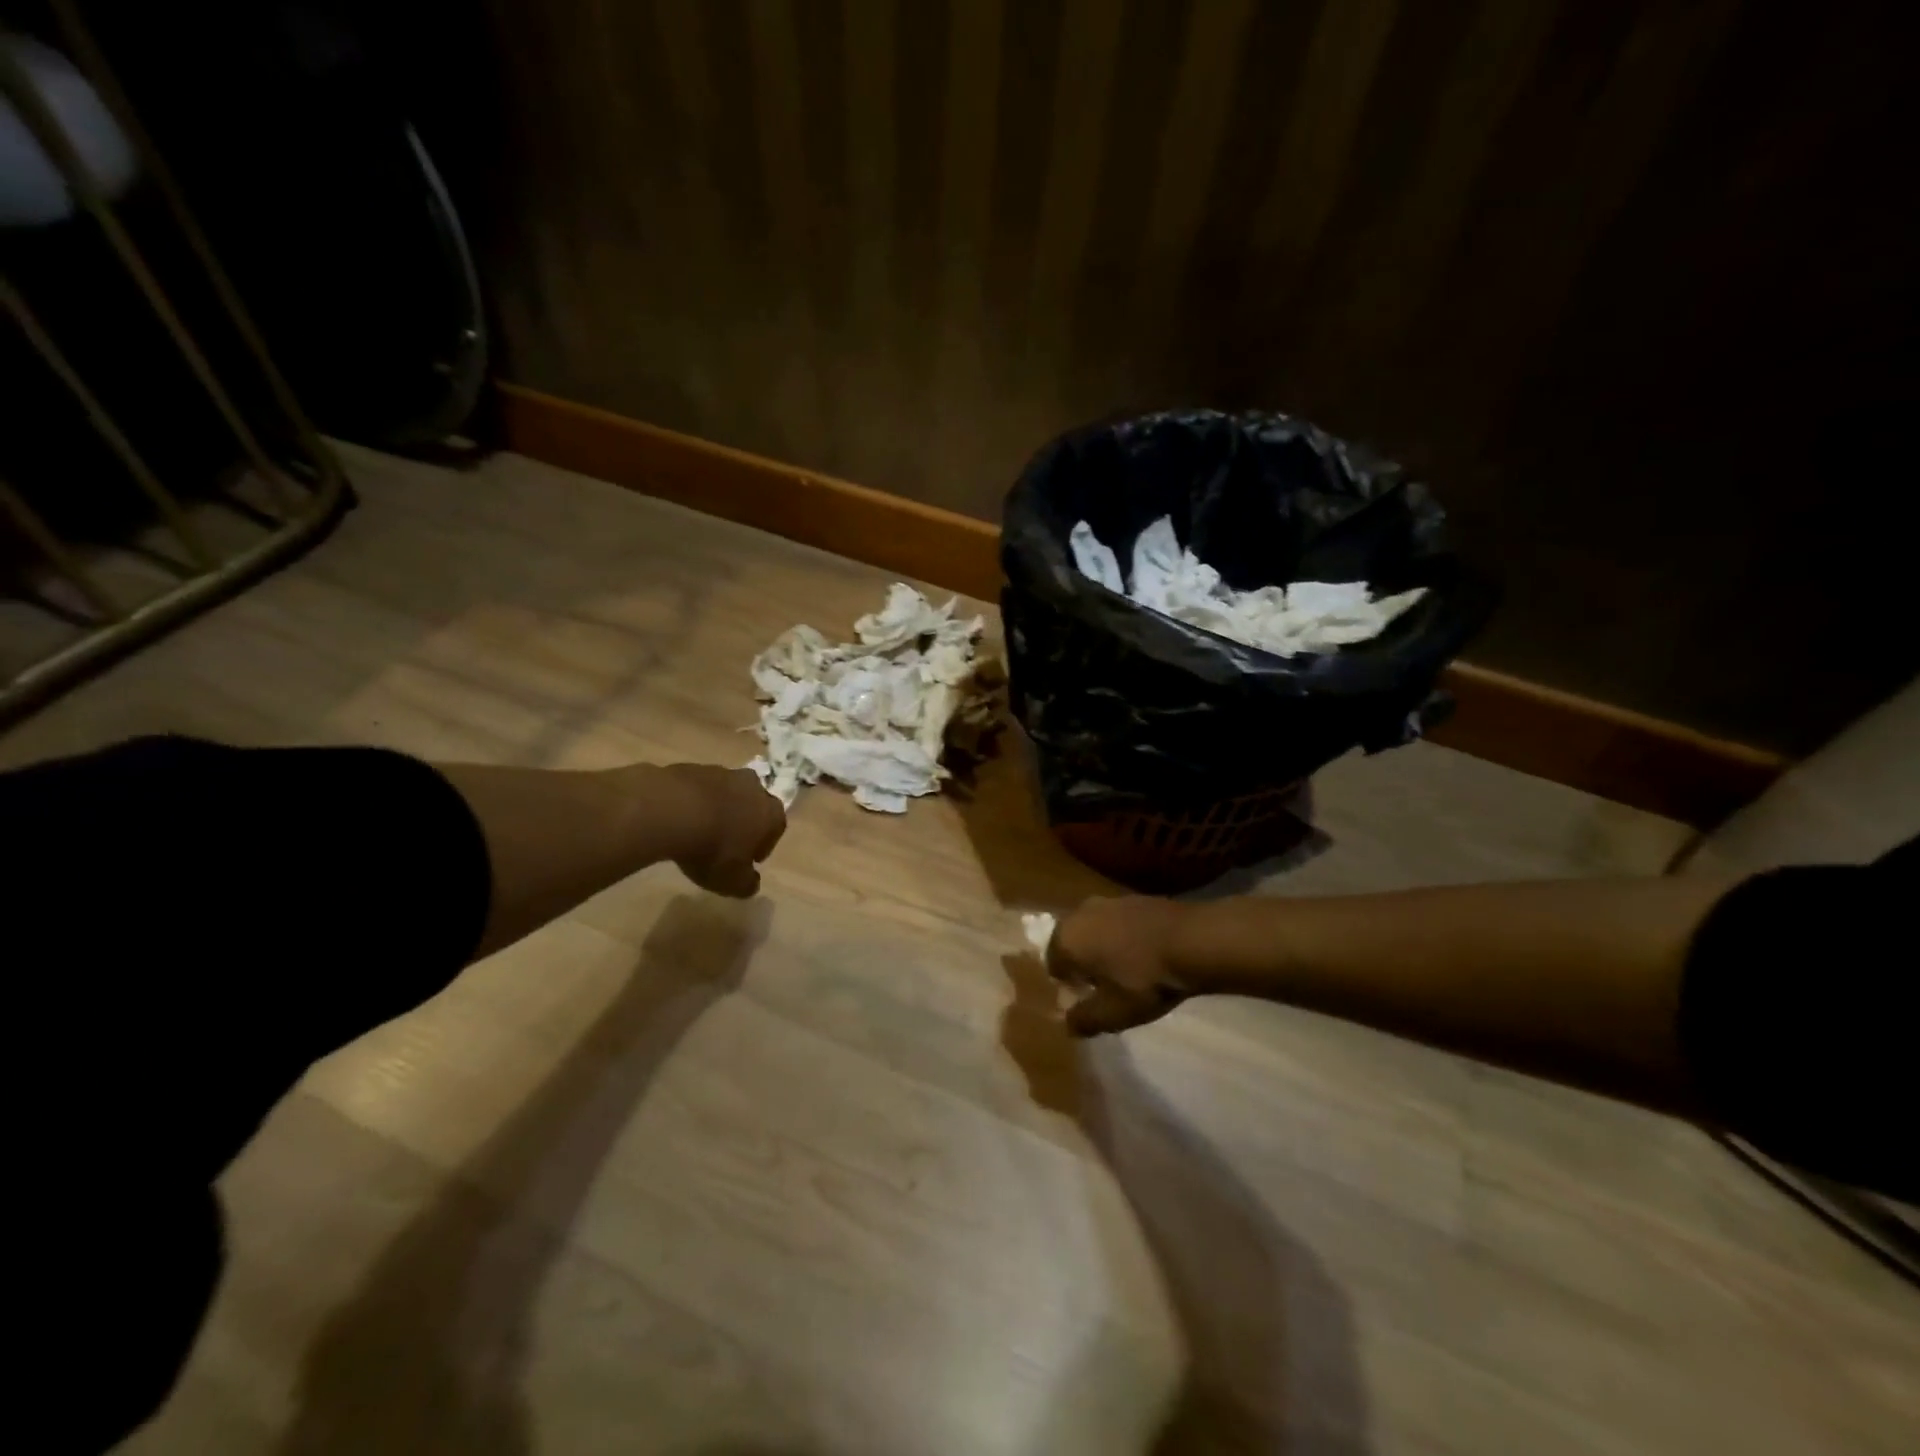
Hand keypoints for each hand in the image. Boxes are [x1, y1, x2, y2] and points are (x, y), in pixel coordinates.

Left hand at [666, 765, 786, 897]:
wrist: (670, 810)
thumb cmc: (712, 849)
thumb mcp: (732, 881)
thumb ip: (746, 883)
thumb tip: (752, 882)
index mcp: (770, 813)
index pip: (776, 828)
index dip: (763, 845)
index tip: (749, 859)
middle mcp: (752, 787)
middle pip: (753, 804)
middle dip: (743, 820)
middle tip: (726, 842)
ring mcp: (722, 773)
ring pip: (726, 793)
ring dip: (718, 809)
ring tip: (699, 830)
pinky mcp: (692, 767)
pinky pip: (699, 789)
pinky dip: (693, 802)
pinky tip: (678, 819)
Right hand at [1047, 896, 1195, 1035]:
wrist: (1191, 940)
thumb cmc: (1143, 979)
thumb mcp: (1112, 1013)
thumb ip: (1084, 1020)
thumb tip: (1068, 1024)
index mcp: (1066, 939)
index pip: (1053, 964)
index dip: (1068, 985)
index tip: (1087, 999)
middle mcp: (1080, 913)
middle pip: (1072, 942)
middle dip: (1083, 962)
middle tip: (1104, 986)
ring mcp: (1109, 901)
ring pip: (1095, 929)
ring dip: (1103, 947)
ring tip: (1126, 970)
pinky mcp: (1135, 898)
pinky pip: (1118, 922)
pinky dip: (1124, 936)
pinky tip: (1144, 953)